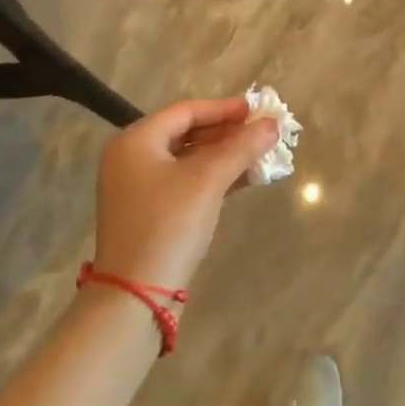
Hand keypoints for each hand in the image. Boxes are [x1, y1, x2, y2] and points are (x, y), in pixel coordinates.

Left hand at [92, 97, 277, 294]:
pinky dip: (212, 178)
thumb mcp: (208, 181)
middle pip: (186, 133)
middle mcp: (131, 158)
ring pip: (188, 159)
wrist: (135, 297)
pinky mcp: (148, 212)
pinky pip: (184, 181)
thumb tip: (273, 123)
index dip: (223, 109)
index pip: (186, 111)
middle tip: (261, 133)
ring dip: (223, 156)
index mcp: (136, 141)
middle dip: (227, 133)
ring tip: (259, 155)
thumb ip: (241, 148)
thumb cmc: (169, 225)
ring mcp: (137, 187)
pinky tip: (243, 180)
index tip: (256, 110)